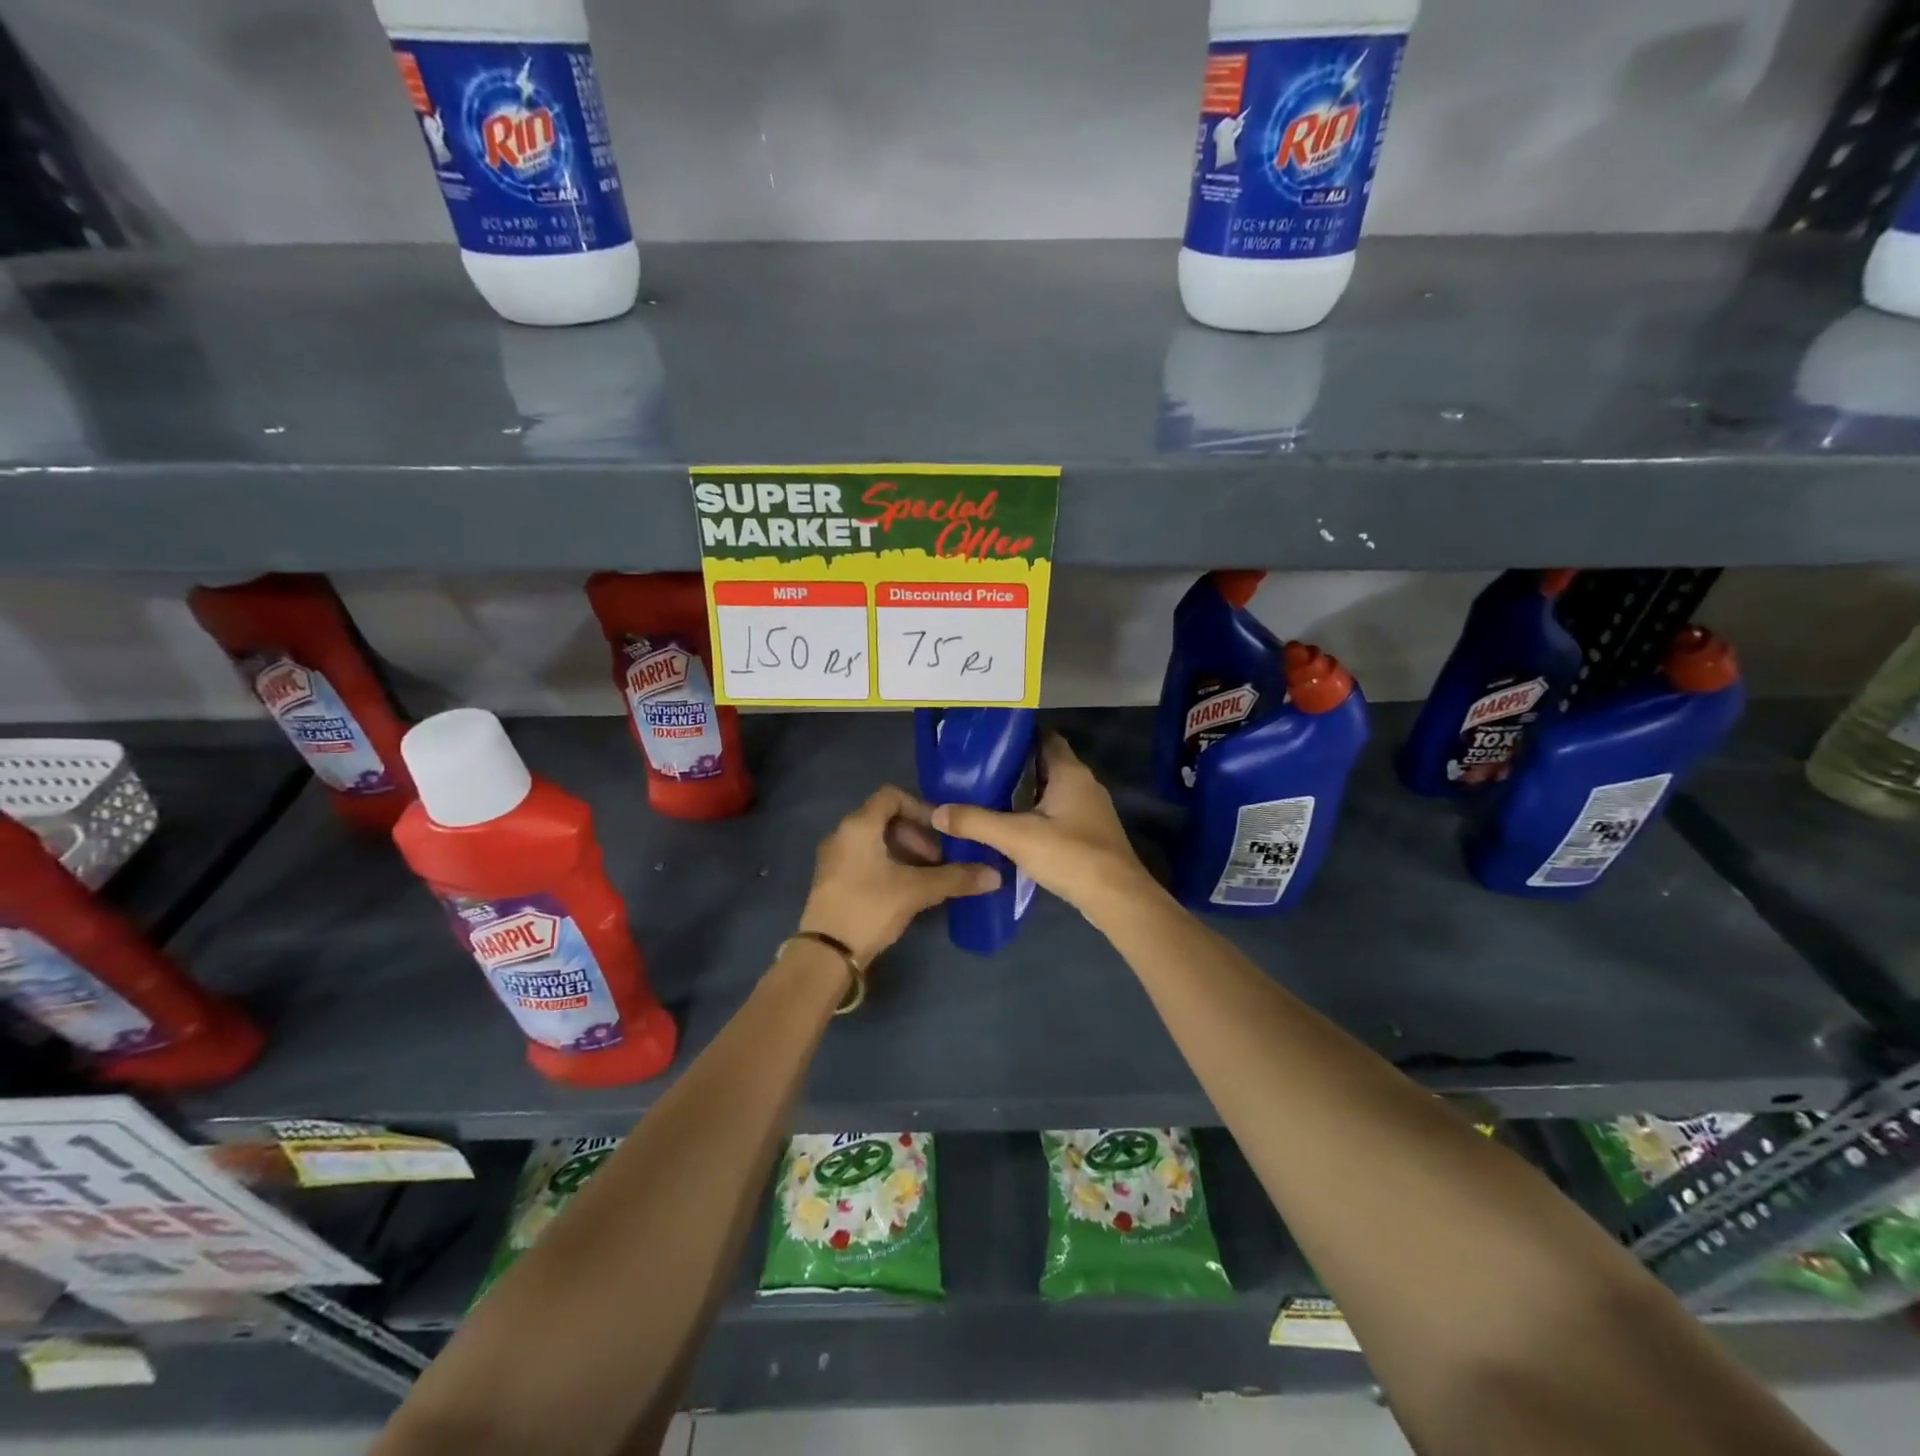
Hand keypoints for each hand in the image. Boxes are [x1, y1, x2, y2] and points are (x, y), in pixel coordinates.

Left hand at [799, 786, 1000, 964]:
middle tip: (937, 860)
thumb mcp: (916, 891)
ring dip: (905, 852)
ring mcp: (835, 858)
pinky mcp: (834, 880)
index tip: (941, 830)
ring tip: (927, 877)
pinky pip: (866, 859)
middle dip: (917, 835)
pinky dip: (889, 865)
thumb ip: (955, 878)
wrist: (825, 954)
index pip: (891, 796)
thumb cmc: (869, 908)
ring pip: (876, 841)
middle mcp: (843, 834)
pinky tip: (906, 890)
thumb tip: (995, 874)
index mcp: (859, 825)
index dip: (920, 808)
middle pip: (885, 819)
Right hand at [931, 733, 1156, 920]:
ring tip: (990, 797)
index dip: (1019, 736)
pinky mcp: (1091, 834)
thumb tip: (937, 811)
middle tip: (980, 771)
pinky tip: (1016, 827)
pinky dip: (1038, 814)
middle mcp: (1085, 784)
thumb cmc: (1070, 855)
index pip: (1045, 738)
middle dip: (1017, 767)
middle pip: (1047, 765)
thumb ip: (975, 822)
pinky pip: (1060, 813)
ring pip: (1053, 791)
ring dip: (1027, 793)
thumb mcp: (1016, 836)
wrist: (1116, 897)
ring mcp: (1091, 810)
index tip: (989, 741)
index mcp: (1070, 773)